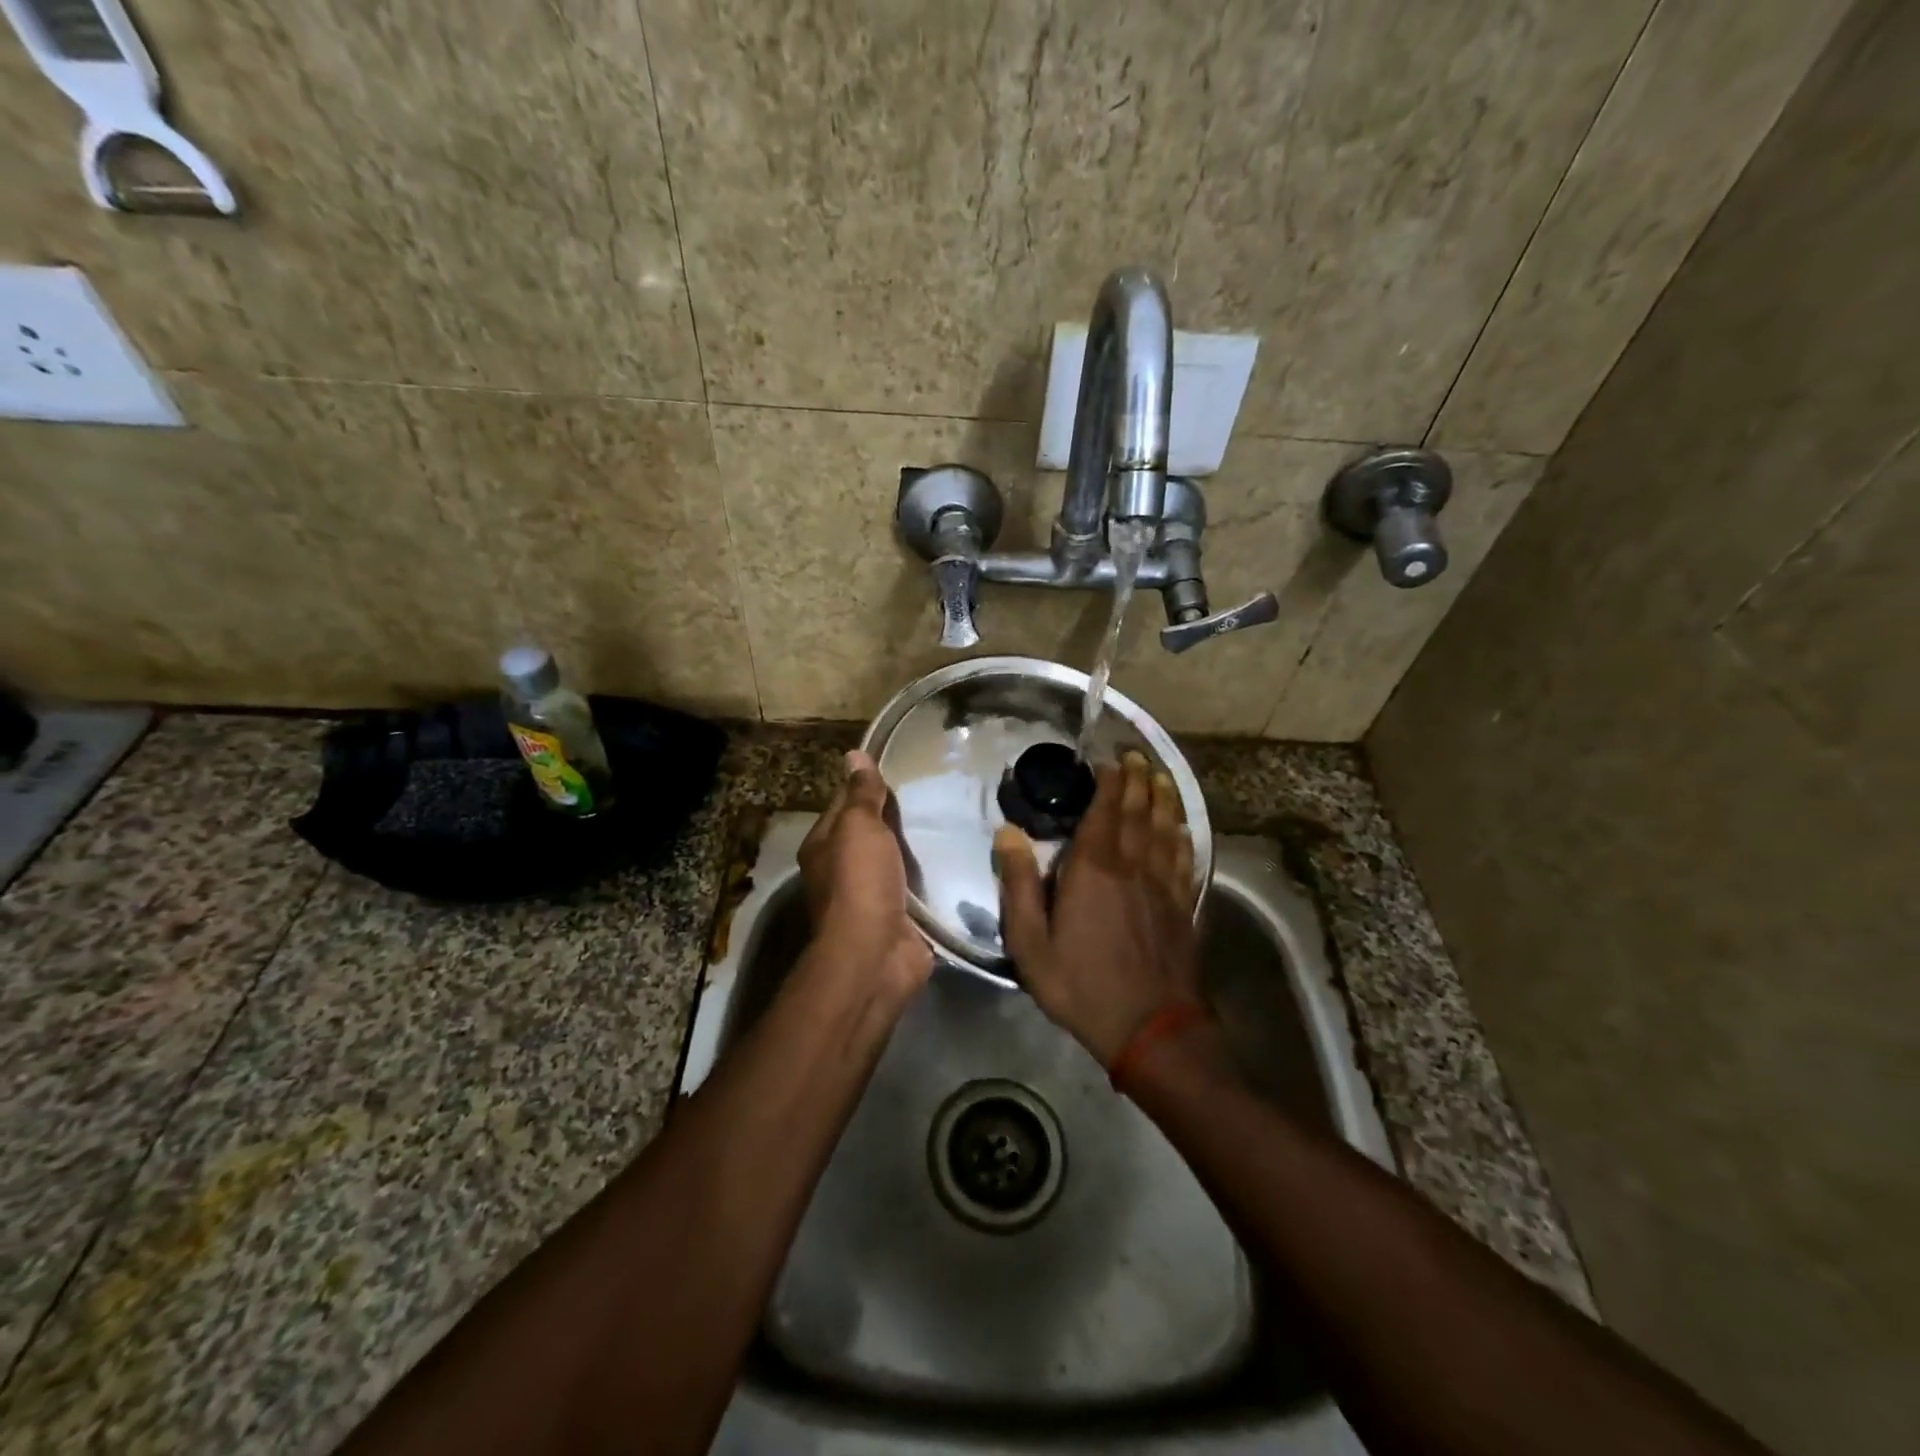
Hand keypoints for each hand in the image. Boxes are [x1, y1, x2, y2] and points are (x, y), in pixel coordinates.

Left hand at [799, 750, 933, 1001]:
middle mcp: (841, 871)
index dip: (867, 787)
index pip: (844, 805)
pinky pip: (916, 889)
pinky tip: (956, 861)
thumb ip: (862, 794)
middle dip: (897, 818)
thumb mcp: (858, 827)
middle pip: (871, 835)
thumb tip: (854, 755)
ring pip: (895, 862)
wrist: (876, 953)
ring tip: (952, 821)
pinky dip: (931, 878)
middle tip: (937, 792)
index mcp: (823, 846)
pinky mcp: (898, 918)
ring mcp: (870, 897)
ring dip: (917, 849)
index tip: (901, 769)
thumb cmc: (860, 881)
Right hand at [993, 750, 1202, 1066]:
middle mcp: (1133, 867)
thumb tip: (1008, 833)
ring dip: (1163, 799)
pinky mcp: (1183, 906)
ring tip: (1161, 777)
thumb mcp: (1031, 944)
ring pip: (1166, 829)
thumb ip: (1019, 886)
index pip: (1104, 811)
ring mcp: (1164, 886)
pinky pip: (1185, 859)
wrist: (1151, 1030)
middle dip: (1137, 780)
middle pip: (1138, 812)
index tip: (1108, 760)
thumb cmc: (1082, 986)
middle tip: (1136, 756)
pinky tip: (1183, 828)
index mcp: (1094, 870)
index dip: (1108, 782)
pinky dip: (1184, 836)